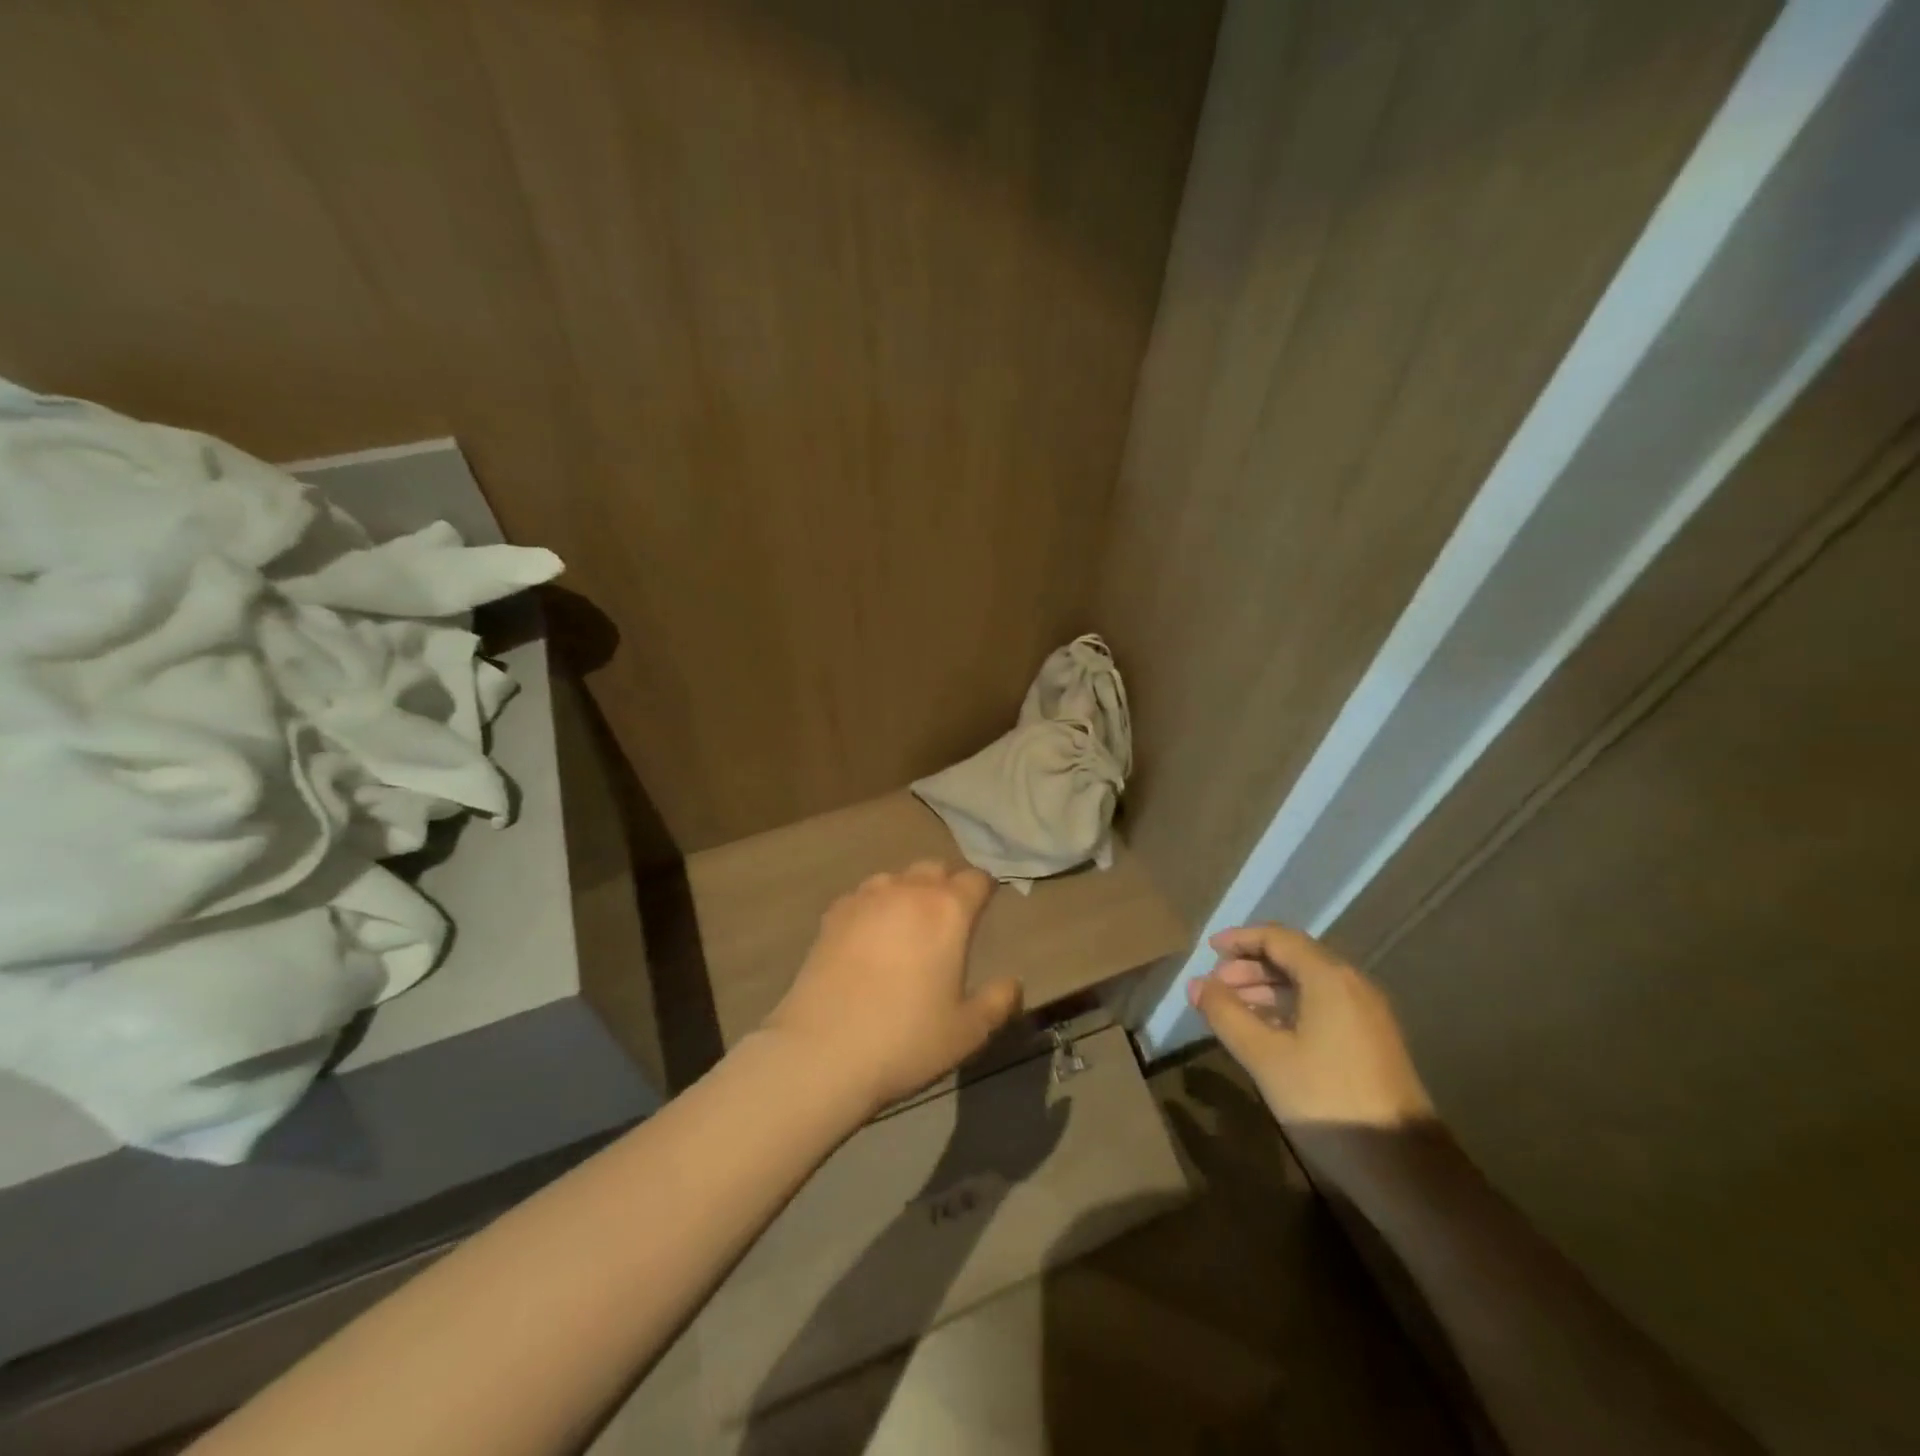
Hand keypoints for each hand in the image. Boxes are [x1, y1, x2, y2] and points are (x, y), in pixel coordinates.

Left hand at [762, 861, 1022, 1116]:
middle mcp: (908, 892)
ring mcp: (865, 900)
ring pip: (895, 878)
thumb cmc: (906, 1039)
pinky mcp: (832, 916)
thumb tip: (1013, 983)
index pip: (976, 879)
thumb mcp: (967, 1031)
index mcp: (948, 911)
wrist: (823, 1051)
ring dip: (907, 892)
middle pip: (934, 868)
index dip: (984, 889)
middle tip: (948, 918)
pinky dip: (872, 908)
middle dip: (946, 885)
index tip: (986, 905)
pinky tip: (868, 937)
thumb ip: (998, 1002)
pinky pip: (861, 898)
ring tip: (906, 925)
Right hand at [1188, 923, 1433, 1127]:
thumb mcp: (1265, 1057)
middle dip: (1249, 966)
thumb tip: (1196, 984)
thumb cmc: (1326, 1100)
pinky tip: (1265, 1032)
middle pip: (1294, 957)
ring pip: (1307, 984)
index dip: (1240, 939)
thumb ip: (1226, 1014)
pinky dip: (1288, 1008)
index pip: (1278, 938)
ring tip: (1232, 1010)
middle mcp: (1352, 985)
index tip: (1207, 950)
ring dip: (1267, 988)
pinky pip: (1322, 1006)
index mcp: (1329, 978)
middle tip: (1214, 987)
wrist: (1404, 1170)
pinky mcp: (1370, 1041)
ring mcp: (1366, 1014)